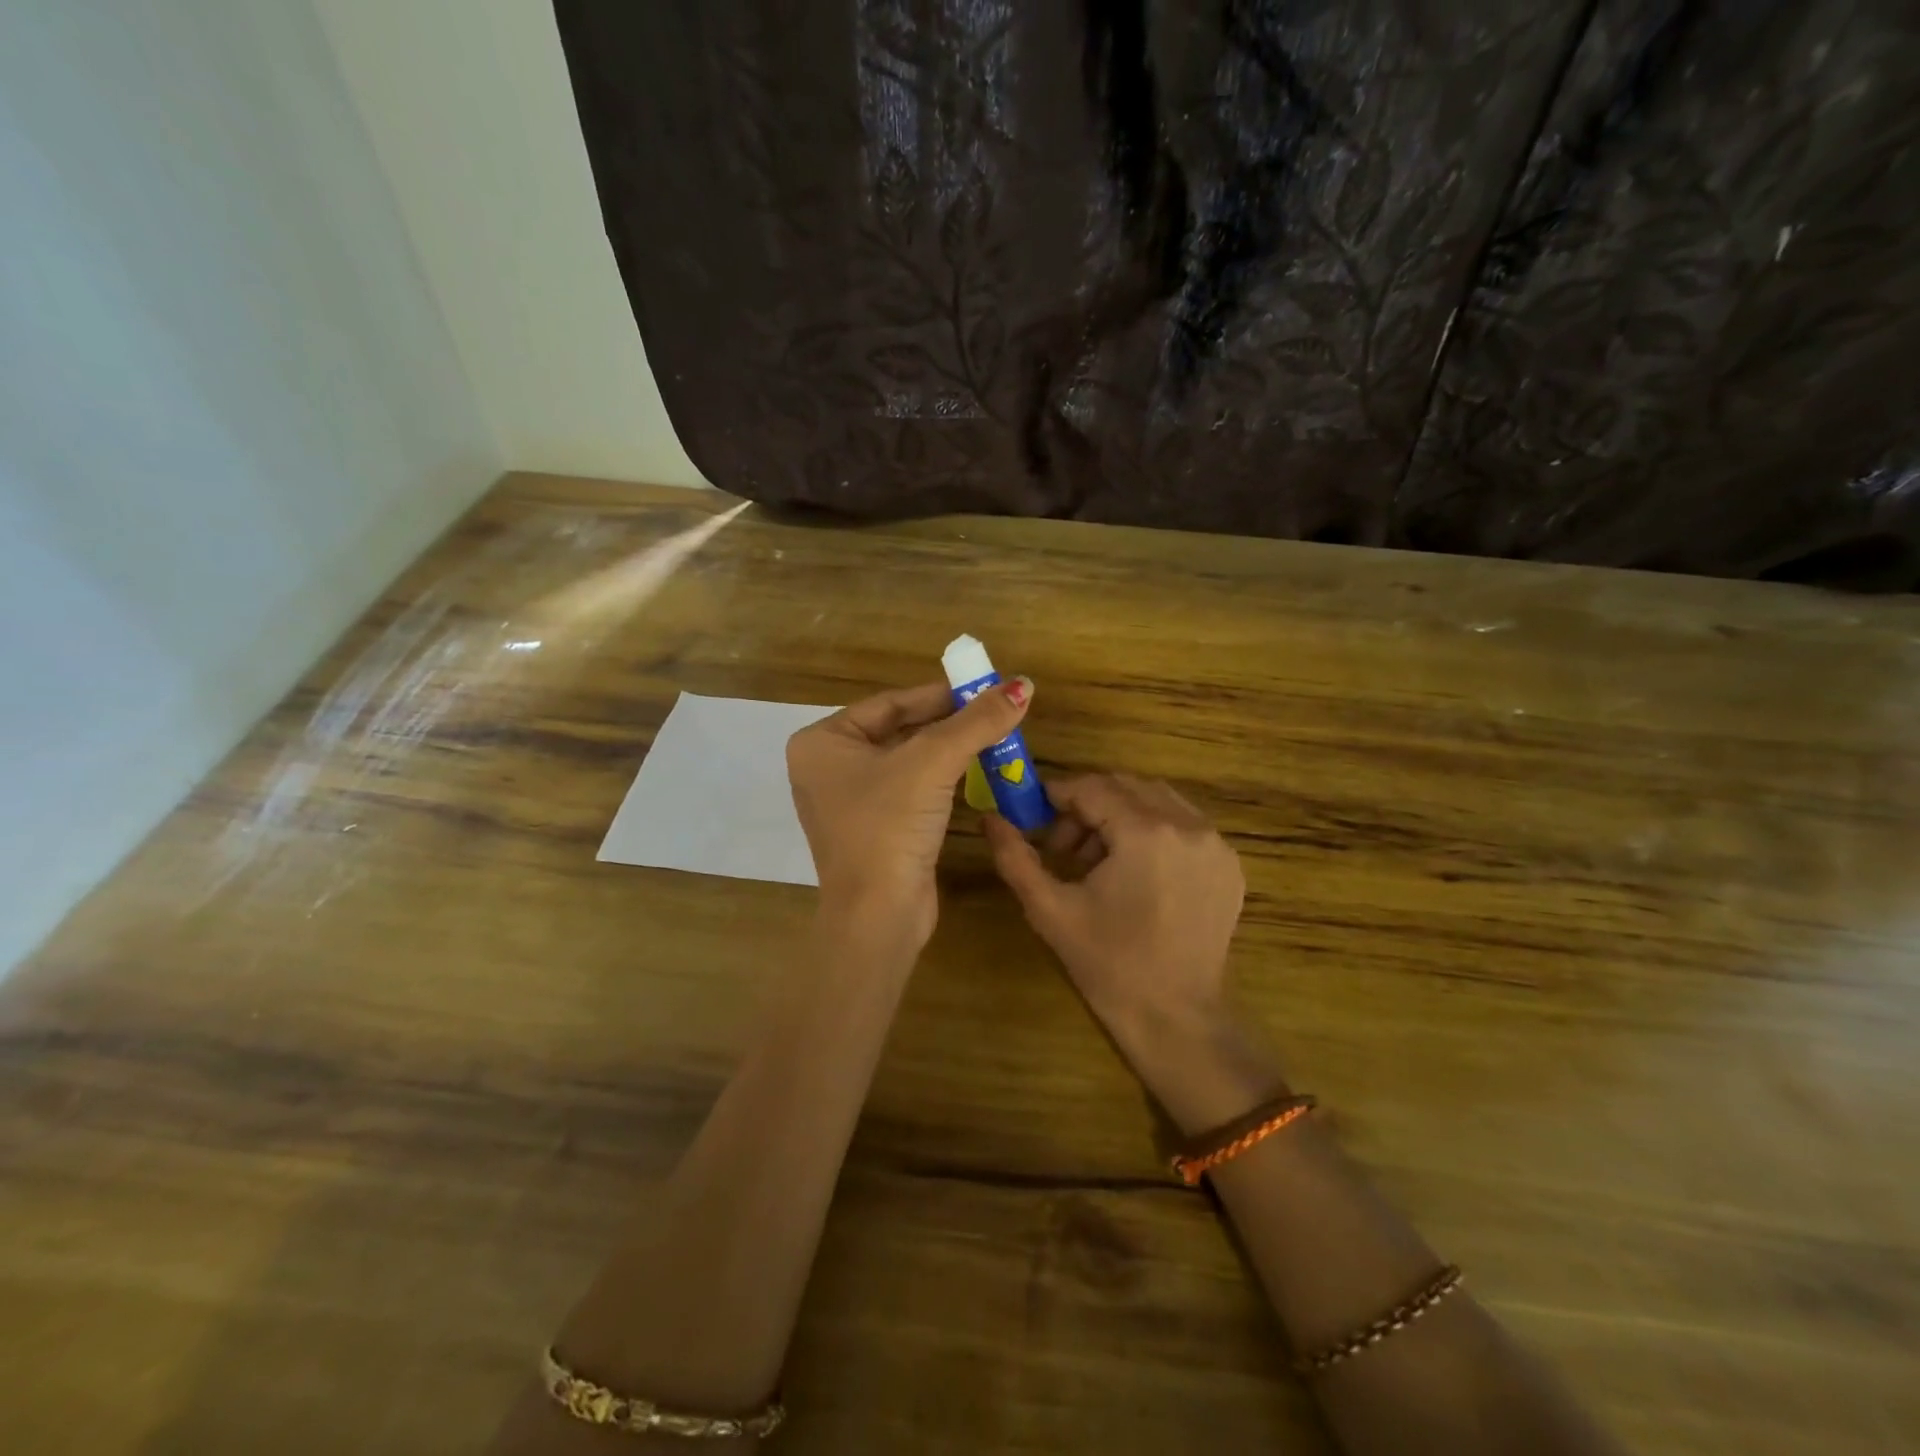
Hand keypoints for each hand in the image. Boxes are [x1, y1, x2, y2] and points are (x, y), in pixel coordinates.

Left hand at [789, 677, 1032, 946]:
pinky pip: (909, 790)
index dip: (939, 694)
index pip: (890, 703)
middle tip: (993, 712)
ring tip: (993, 737)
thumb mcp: (933, 763)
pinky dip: (941, 780)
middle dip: (948, 723)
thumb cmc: (889, 826)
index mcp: (822, 742)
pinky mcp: (873, 829)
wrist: (878, 916)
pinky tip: (975, 772)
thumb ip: (977, 721)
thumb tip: (1023, 685)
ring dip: (949, 750)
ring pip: (907, 761)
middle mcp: (828, 768)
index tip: (982, 688)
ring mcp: (849, 802)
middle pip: (899, 730)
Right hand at [983, 774, 1245, 1064]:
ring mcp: (1215, 844)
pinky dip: (1153, 831)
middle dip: (1088, 806)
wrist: (1176, 1017)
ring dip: (1120, 816)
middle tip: (1063, 848)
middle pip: (1126, 787)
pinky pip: (1184, 824)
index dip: (1058, 796)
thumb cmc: (1108, 964)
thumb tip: (990, 818)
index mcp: (1146, 833)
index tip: (1035, 817)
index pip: (1093, 788)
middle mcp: (1189, 826)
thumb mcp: (1050, 910)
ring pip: (1157, 800)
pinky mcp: (1229, 864)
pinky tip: (1135, 872)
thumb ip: (1015, 857)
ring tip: (1098, 862)